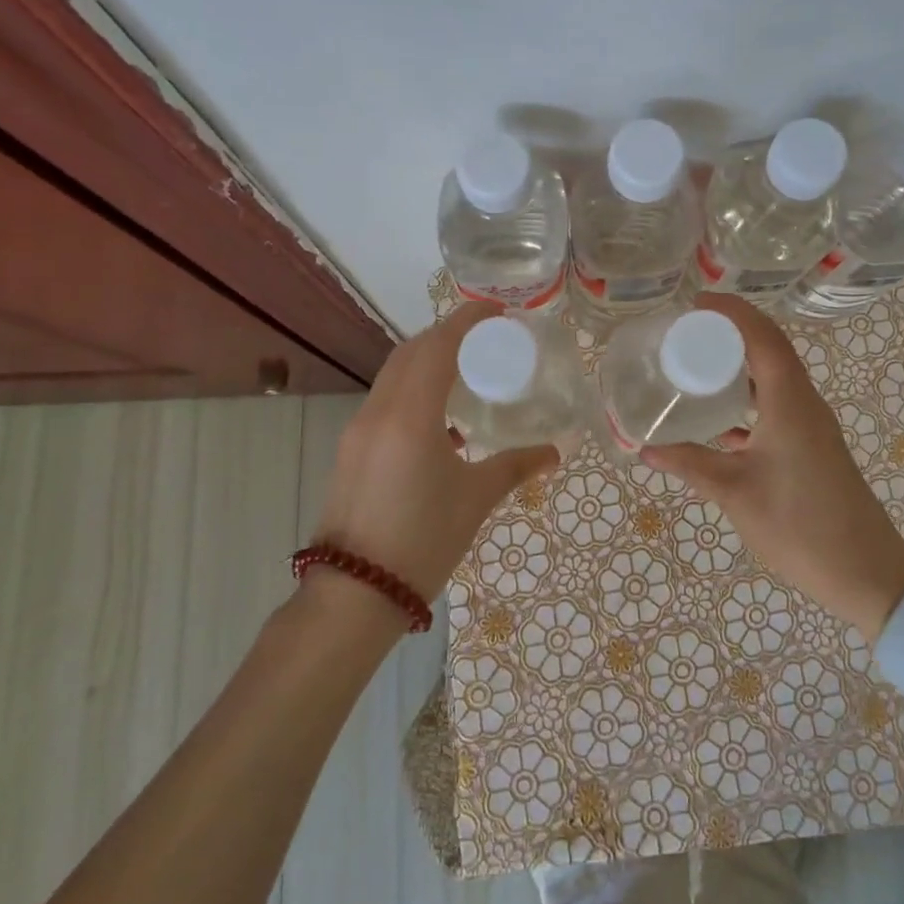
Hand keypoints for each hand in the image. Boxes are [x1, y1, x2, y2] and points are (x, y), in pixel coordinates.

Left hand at [312, 301, 558, 605]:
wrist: (354, 594)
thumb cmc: (422, 539)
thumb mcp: (475, 499)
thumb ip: (515, 467)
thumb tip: (553, 453)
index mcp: (410, 415)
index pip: (437, 346)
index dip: (465, 320)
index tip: (495, 310)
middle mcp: (378, 411)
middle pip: (410, 352)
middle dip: (445, 336)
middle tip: (484, 340)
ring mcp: (358, 430)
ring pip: (393, 375)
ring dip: (426, 362)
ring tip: (464, 374)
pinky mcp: (350, 450)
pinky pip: (384, 401)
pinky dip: (411, 391)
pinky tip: (439, 421)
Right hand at [641, 293, 903, 641]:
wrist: (865, 571)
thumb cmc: (799, 526)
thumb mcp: (735, 492)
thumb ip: (689, 464)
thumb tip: (643, 446)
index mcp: (789, 402)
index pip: (762, 336)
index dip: (731, 312)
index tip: (695, 303)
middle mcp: (804, 402)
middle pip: (770, 348)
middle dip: (732, 331)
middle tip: (687, 330)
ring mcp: (811, 424)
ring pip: (775, 376)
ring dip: (741, 362)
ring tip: (698, 362)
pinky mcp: (812, 445)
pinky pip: (777, 403)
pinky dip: (749, 396)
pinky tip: (720, 417)